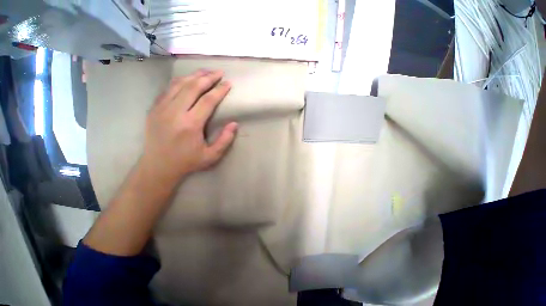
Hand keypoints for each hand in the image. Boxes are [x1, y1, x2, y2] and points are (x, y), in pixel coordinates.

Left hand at [140, 69, 237, 183]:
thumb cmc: (188, 162)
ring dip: (194, 76)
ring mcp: (162, 109)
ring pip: (179, 85)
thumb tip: (234, 124)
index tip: (228, 84)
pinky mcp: (154, 109)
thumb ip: (225, 140)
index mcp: (190, 124)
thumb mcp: (211, 156)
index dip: (219, 90)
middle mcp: (175, 112)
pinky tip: (188, 79)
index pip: (207, 101)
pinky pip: (168, 89)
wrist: (158, 166)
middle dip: (208, 78)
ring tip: (206, 72)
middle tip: (219, 72)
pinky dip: (180, 81)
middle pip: (193, 87)